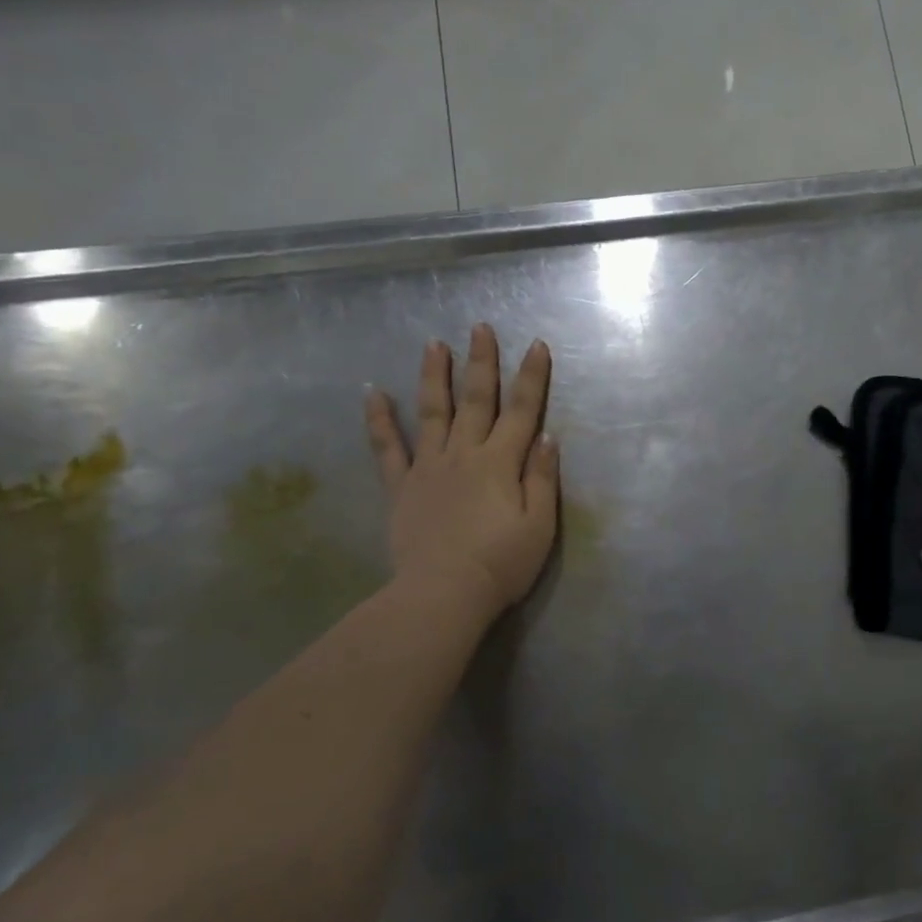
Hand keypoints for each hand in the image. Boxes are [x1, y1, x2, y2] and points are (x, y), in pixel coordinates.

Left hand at [363, 324, 558, 620]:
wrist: (443, 594)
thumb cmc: (502, 563)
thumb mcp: (540, 525)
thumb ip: (543, 478)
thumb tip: (547, 437)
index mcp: (501, 462)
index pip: (522, 411)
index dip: (531, 377)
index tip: (536, 345)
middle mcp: (464, 454)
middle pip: (476, 400)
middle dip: (481, 362)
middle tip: (480, 327)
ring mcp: (428, 467)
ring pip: (432, 412)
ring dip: (434, 376)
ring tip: (434, 344)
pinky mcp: (402, 487)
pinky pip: (387, 448)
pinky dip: (380, 420)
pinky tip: (373, 393)